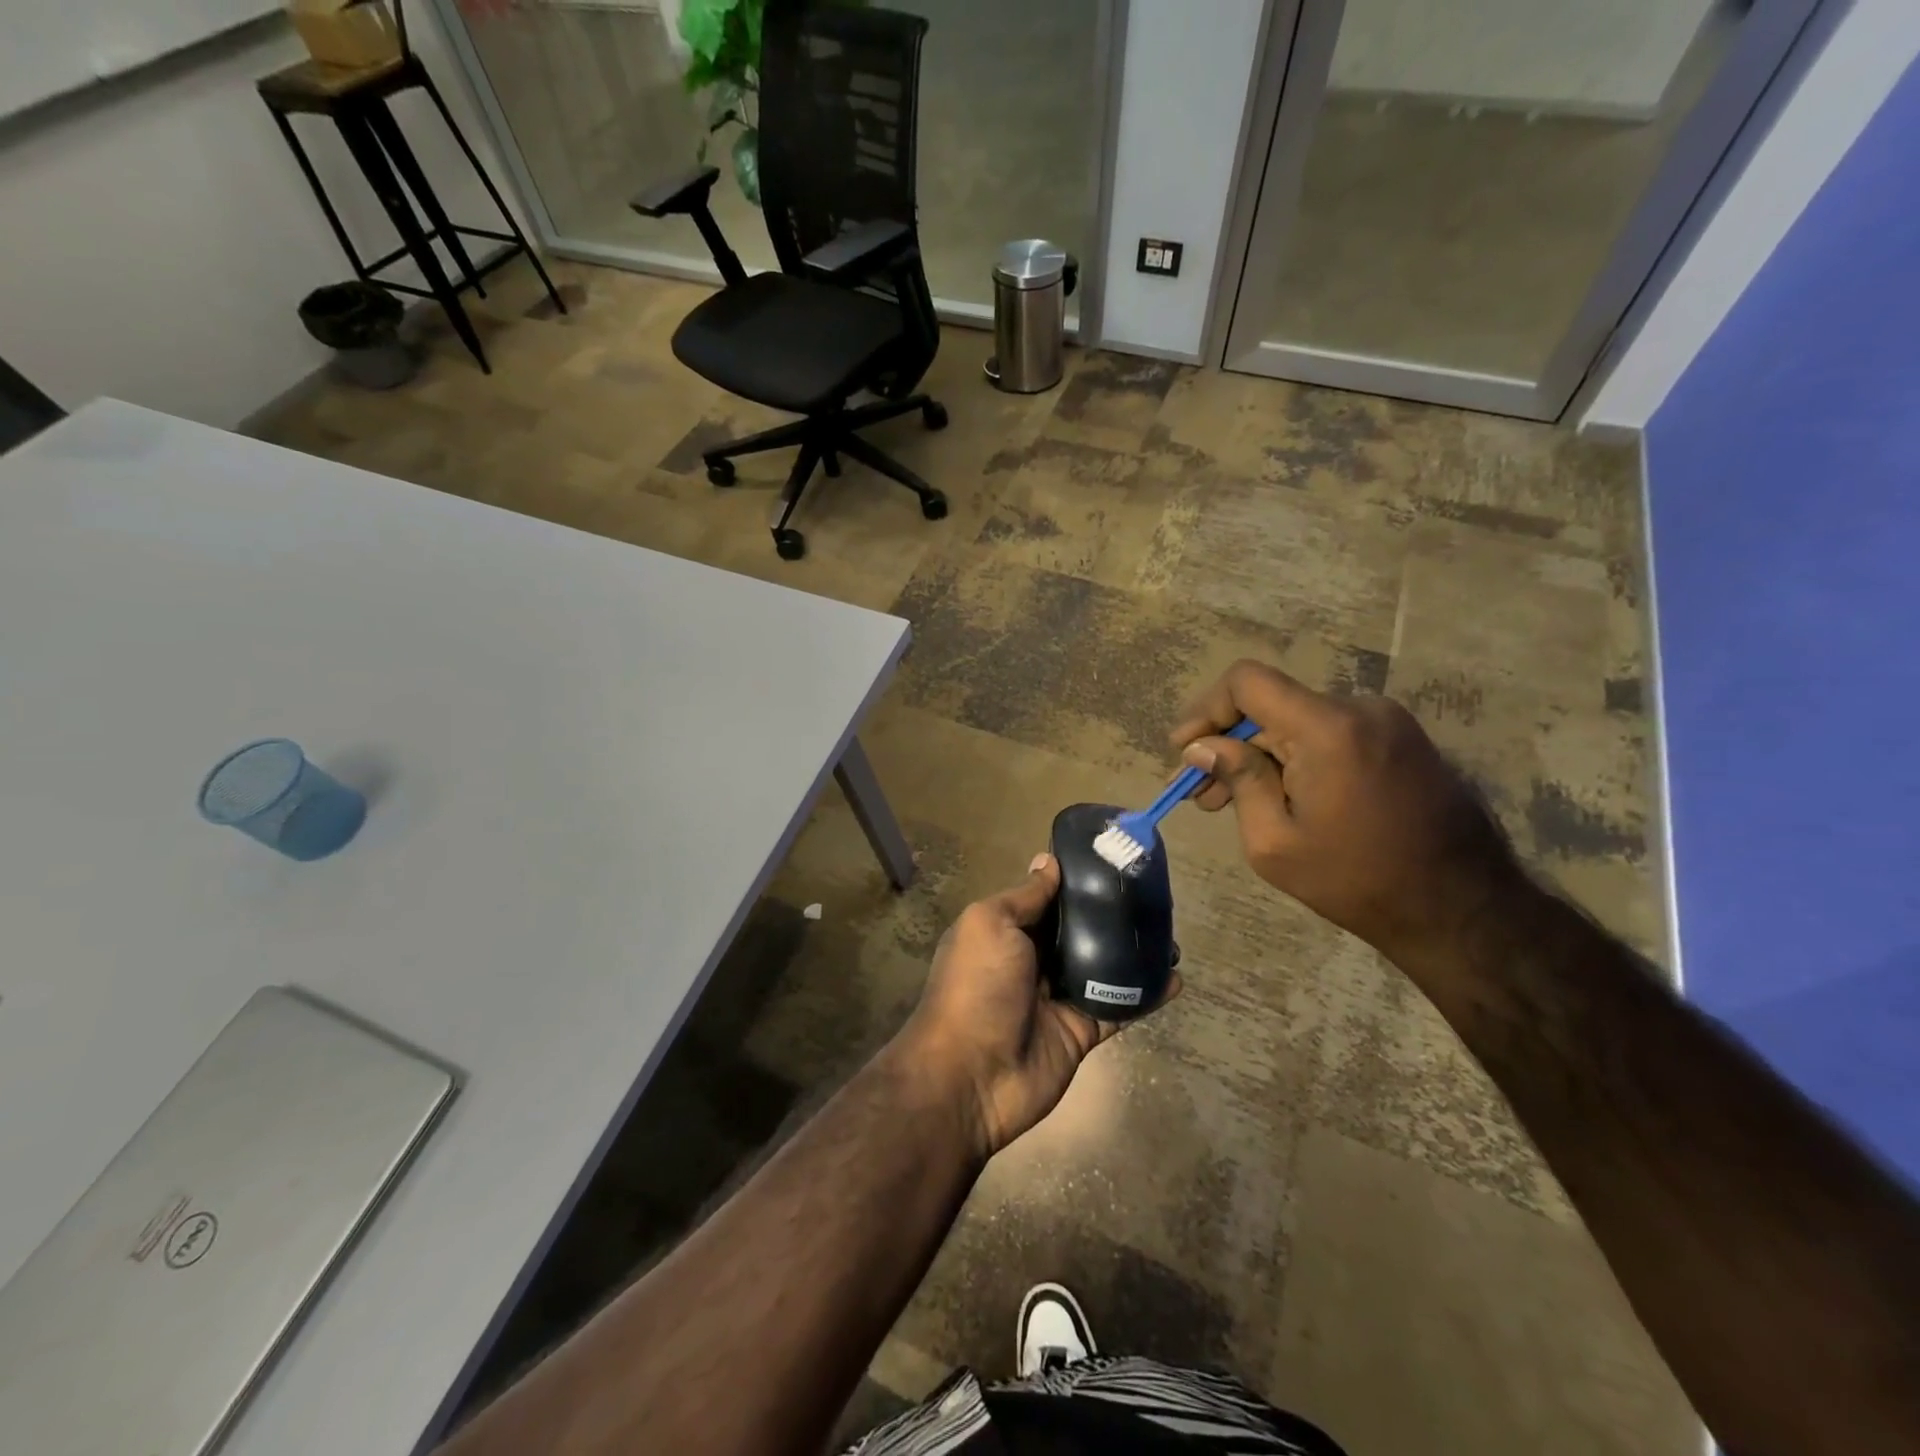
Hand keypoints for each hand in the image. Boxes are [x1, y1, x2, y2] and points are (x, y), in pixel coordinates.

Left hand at [893, 855, 1175, 1160]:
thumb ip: (1024, 896)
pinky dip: (1146, 994)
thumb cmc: (976, 987)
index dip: (1076, 880)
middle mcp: (1033, 959)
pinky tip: (1175, 978)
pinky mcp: (1081, 1030)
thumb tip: (1048, 861)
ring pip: (1103, 966)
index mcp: (1007, 931)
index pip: (1048, 898)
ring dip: (1134, 952)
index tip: (1113, 860)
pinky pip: (1119, 1006)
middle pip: (1079, 930)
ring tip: (1171, 934)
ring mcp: (1059, 997)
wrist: (971, 1076)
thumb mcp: (990, 924)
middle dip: (1111, 914)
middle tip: (1153, 895)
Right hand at [1169, 659, 1518, 968]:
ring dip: (1260, 755)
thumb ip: (1237, 779)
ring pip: (1298, 722)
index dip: (1206, 710)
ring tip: (1232, 801)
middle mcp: (1360, 708)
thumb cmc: (1358, 881)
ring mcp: (1388, 722)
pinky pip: (1330, 735)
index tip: (1185, 750)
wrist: (1463, 910)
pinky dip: (1296, 758)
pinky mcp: (1401, 740)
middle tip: (1200, 792)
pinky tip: (1281, 797)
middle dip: (1228, 744)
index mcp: (1328, 727)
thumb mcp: (1274, 842)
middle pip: (1271, 706)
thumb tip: (1202, 747)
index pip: (1247, 681)